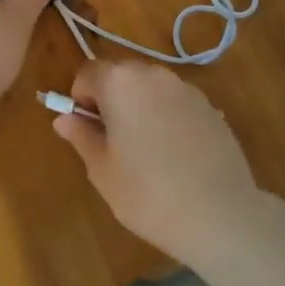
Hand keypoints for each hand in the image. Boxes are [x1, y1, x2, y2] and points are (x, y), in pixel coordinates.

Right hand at [53, 61, 264, 261]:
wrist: (219, 213)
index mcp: (120, 83)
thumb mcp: (102, 170)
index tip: (87, 129)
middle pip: (121, 74)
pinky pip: (175, 101)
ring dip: (139, 105)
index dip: (81, 97)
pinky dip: (166, 115)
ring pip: (150, 87)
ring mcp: (186, 88)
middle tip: (113, 141)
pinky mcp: (210, 106)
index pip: (88, 72)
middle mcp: (153, 74)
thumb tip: (64, 118)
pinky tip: (175, 154)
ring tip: (146, 149)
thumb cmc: (148, 193)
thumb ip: (82, 136)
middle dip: (110, 98)